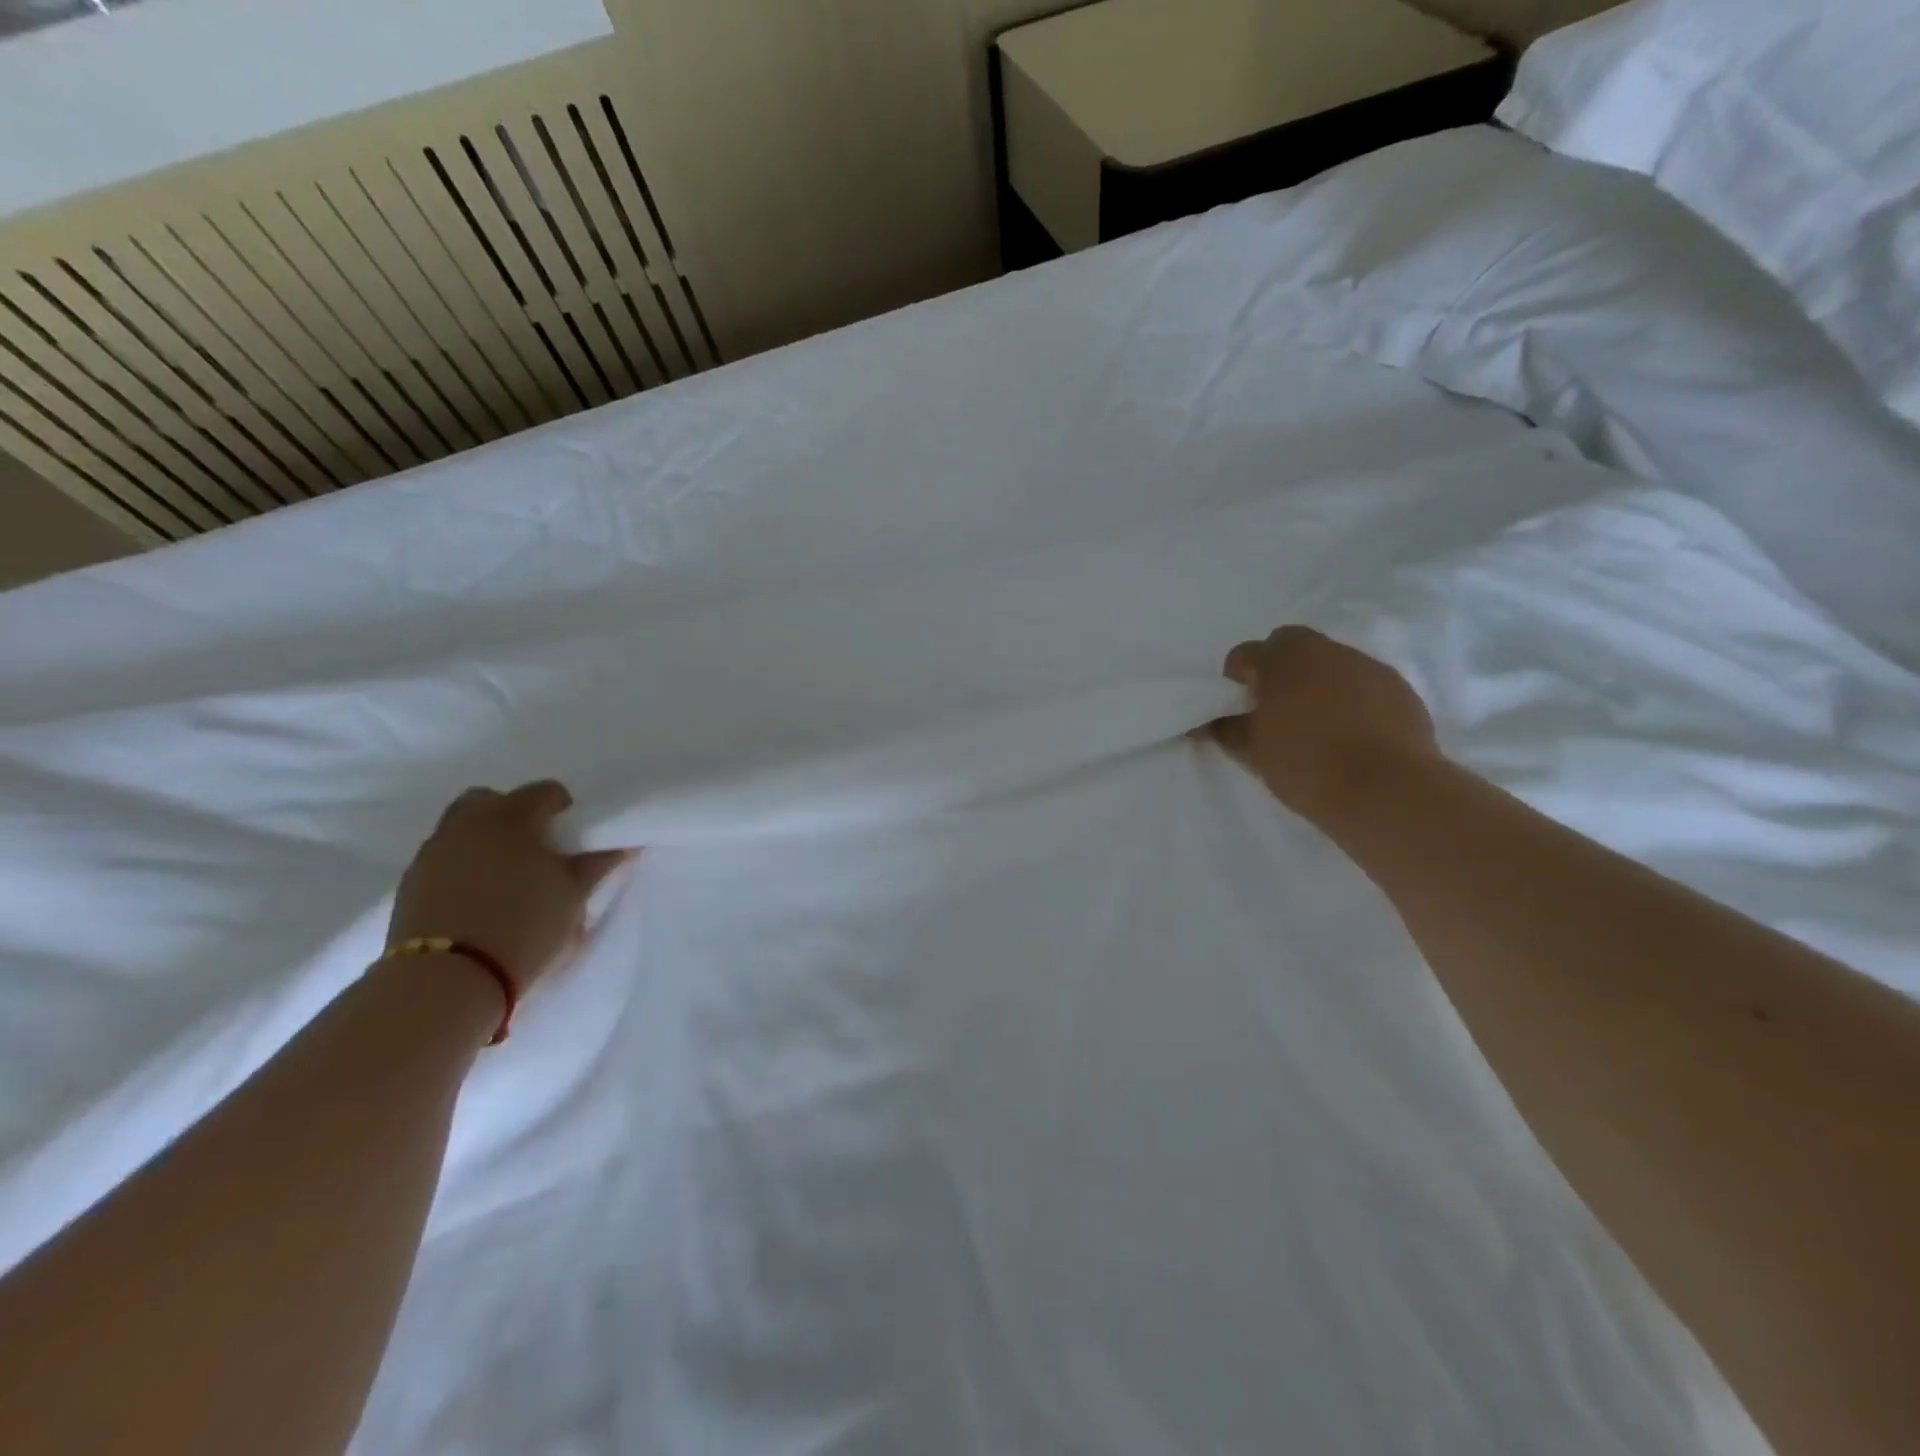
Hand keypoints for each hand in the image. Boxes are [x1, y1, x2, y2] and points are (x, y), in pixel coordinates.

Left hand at [387, 780, 633, 991]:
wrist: (449, 979)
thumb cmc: (525, 925)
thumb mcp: (573, 895)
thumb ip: (598, 863)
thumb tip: (626, 845)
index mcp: (512, 816)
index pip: (545, 791)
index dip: (564, 807)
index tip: (573, 835)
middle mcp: (468, 823)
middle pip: (491, 800)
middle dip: (513, 814)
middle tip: (535, 848)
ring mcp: (434, 851)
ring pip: (462, 828)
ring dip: (485, 840)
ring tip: (506, 877)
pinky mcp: (411, 882)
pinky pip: (444, 857)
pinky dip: (462, 866)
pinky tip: (479, 898)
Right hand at [1207, 626, 1439, 822]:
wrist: (1386, 789)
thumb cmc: (1307, 766)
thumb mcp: (1256, 753)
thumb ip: (1230, 730)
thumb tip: (1211, 723)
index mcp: (1281, 662)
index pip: (1245, 653)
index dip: (1237, 674)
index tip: (1237, 700)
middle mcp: (1324, 651)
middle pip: (1291, 643)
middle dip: (1278, 664)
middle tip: (1275, 701)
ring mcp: (1365, 665)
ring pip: (1330, 660)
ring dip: (1317, 679)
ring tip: (1316, 719)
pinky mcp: (1397, 686)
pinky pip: (1362, 681)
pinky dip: (1351, 695)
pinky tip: (1351, 729)